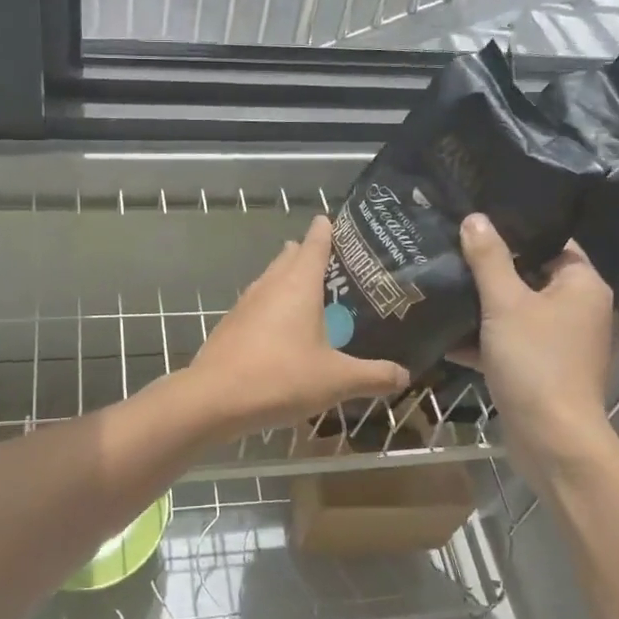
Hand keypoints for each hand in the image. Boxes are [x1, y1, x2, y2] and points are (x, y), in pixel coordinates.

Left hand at [181, 216, 409, 439]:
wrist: (214, 398)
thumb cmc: (280, 378)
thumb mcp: (336, 380)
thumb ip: (373, 376)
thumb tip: (404, 374)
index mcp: (298, 285)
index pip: (315, 244)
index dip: (326, 231)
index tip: (332, 220)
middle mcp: (271, 285)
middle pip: (290, 258)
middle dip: (308, 253)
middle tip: (333, 261)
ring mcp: (247, 304)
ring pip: (271, 279)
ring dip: (288, 278)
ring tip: (309, 289)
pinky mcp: (232, 324)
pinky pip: (258, 303)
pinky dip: (273, 304)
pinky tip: (282, 326)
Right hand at [458, 213, 616, 464]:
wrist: (550, 438)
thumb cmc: (535, 361)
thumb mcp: (505, 303)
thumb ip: (489, 259)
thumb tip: (475, 218)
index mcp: (581, 285)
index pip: (551, 242)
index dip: (516, 229)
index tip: (477, 220)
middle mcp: (576, 309)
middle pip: (529, 275)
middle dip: (489, 268)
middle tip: (449, 248)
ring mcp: (558, 341)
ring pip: (514, 310)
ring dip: (480, 304)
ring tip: (439, 282)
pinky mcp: (538, 368)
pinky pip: (507, 341)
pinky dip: (480, 338)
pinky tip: (441, 330)